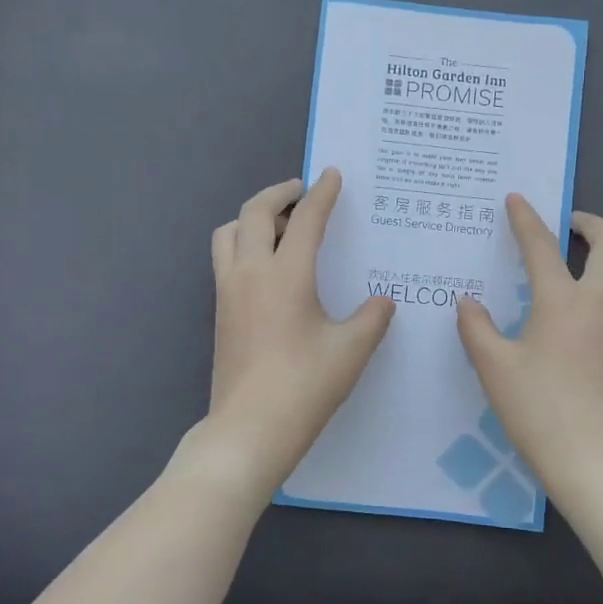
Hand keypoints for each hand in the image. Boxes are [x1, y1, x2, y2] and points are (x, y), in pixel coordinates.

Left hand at [200, 169, 395, 494]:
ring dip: (252, 217)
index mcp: (286, 274)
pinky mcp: (219, 312)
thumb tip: (382, 302)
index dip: (322, 193)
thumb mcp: (352, 350)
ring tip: (280, 226)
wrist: (249, 429)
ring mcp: (228, 291)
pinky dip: (242, 243)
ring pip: (228, 232)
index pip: (306, 219)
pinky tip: (268, 266)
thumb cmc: (305, 386)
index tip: (332, 174)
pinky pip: (225, 258)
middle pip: (254, 213)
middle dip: (279, 193)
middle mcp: (250, 272)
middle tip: (302, 191)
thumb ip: (372, 319)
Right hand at [456, 195, 602, 493]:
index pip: (542, 246)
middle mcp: (600, 304)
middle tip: (572, 224)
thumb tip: (467, 302)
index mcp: (562, 300)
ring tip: (587, 274)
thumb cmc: (538, 408)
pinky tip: (592, 318)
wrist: (593, 457)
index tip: (516, 199)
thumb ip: (477, 328)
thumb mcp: (493, 366)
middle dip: (592, 225)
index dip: (526, 219)